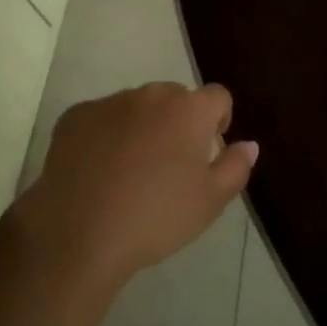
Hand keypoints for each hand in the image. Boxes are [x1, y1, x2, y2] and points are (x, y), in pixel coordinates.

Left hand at [15, 82, 256, 289]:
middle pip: (175, 99)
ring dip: (141, 127)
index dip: (218, 120)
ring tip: (130, 173)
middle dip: (177, 123)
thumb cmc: (155, 217)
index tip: (209, 151)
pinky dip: (105, 136)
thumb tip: (249, 144)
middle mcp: (151, 94)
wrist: (79, 231)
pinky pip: (101, 119)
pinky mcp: (76, 115)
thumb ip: (235, 167)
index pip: (217, 97)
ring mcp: (110, 101)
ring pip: (136, 107)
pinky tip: (97, 173)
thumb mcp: (209, 202)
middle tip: (169, 167)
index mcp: (188, 109)